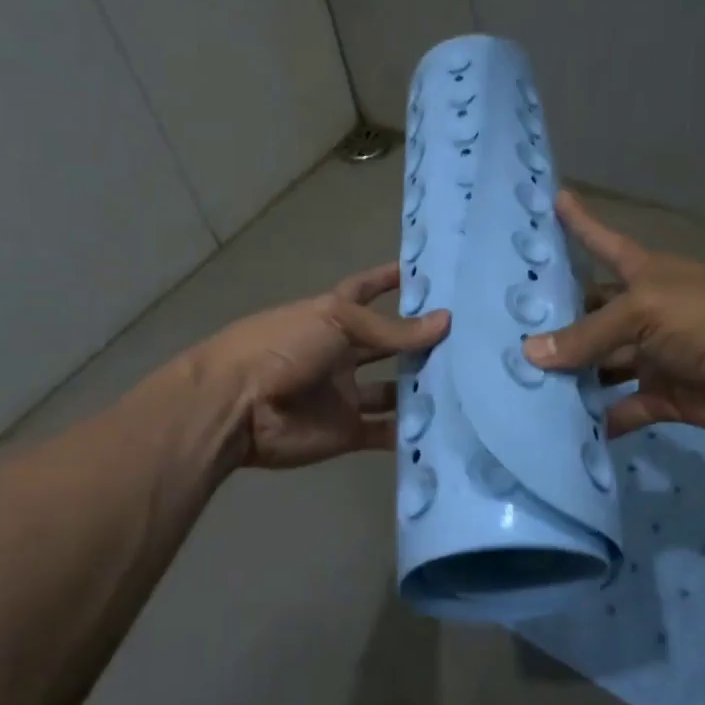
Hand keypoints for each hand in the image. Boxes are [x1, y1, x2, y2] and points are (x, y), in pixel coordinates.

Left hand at [201, 263, 449, 469]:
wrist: (236, 407)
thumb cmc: (282, 347)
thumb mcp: (337, 322)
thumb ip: (392, 329)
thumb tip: (446, 321)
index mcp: (332, 318)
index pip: (366, 291)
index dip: (389, 279)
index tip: (424, 272)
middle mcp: (340, 353)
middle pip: (387, 346)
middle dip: (419, 342)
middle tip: (468, 339)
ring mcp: (344, 394)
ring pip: (392, 390)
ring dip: (421, 388)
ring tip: (468, 383)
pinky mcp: (347, 431)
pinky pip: (385, 432)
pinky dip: (410, 432)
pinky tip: (446, 426)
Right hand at [523, 191, 704, 437]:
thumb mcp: (643, 314)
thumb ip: (587, 335)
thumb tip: (529, 353)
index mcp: (644, 276)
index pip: (603, 242)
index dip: (581, 223)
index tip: (556, 198)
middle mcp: (645, 312)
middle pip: (593, 314)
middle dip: (558, 323)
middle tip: (508, 333)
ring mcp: (654, 355)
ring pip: (603, 365)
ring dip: (572, 377)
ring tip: (524, 386)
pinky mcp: (664, 396)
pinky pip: (624, 408)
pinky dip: (601, 419)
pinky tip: (565, 430)